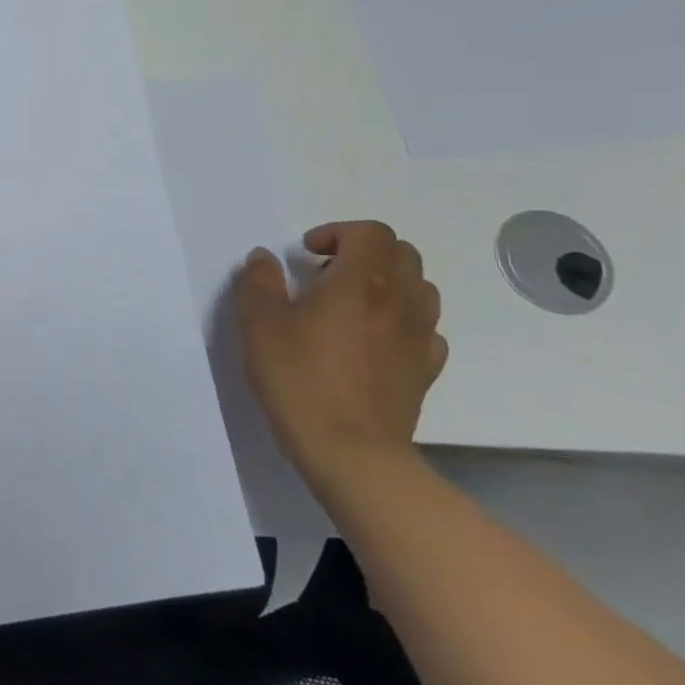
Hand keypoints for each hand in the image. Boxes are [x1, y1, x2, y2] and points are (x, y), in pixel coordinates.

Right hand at [231, 221, 447, 489]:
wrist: (350, 452)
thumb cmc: (299, 378)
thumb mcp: (258, 323)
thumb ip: (259, 281)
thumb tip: (265, 258)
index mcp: (361, 281)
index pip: (370, 232)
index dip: (337, 233)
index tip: (307, 255)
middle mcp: (400, 300)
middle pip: (401, 254)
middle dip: (364, 253)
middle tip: (326, 275)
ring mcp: (419, 337)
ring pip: (420, 288)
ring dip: (387, 284)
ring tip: (350, 305)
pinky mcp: (425, 370)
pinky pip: (424, 329)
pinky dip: (401, 321)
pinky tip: (372, 340)